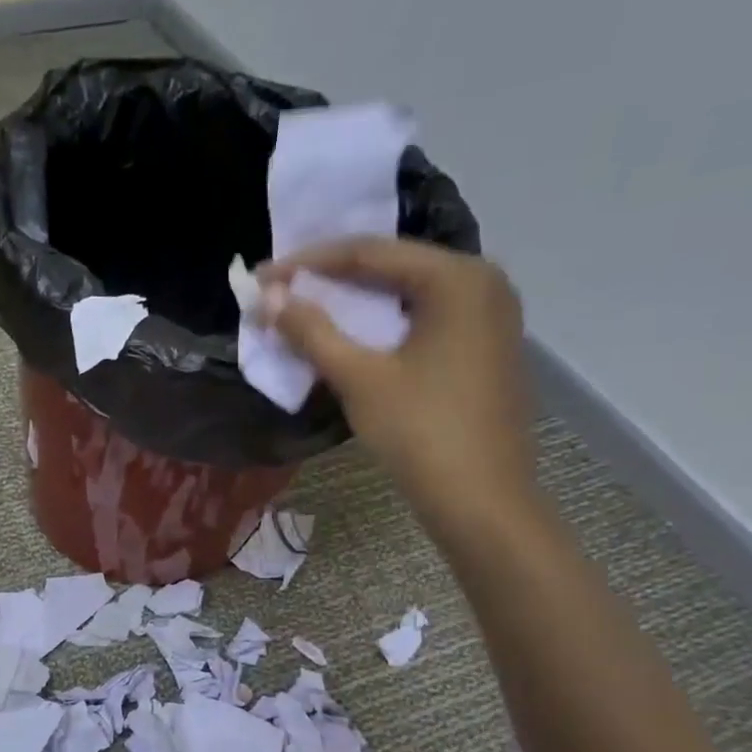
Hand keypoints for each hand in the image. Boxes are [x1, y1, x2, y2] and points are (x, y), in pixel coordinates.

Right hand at [257, 236, 536, 540]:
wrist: (481, 500)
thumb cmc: (420, 431)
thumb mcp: (359, 377)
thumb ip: (312, 331)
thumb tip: (268, 298)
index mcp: (458, 278)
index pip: (369, 252)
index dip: (308, 262)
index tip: (262, 276)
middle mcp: (481, 283)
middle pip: (391, 267)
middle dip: (330, 278)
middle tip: (280, 291)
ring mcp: (488, 316)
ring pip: (405, 294)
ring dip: (353, 302)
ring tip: (304, 309)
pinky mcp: (483, 347)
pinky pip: (422, 318)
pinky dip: (380, 323)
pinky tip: (349, 335)